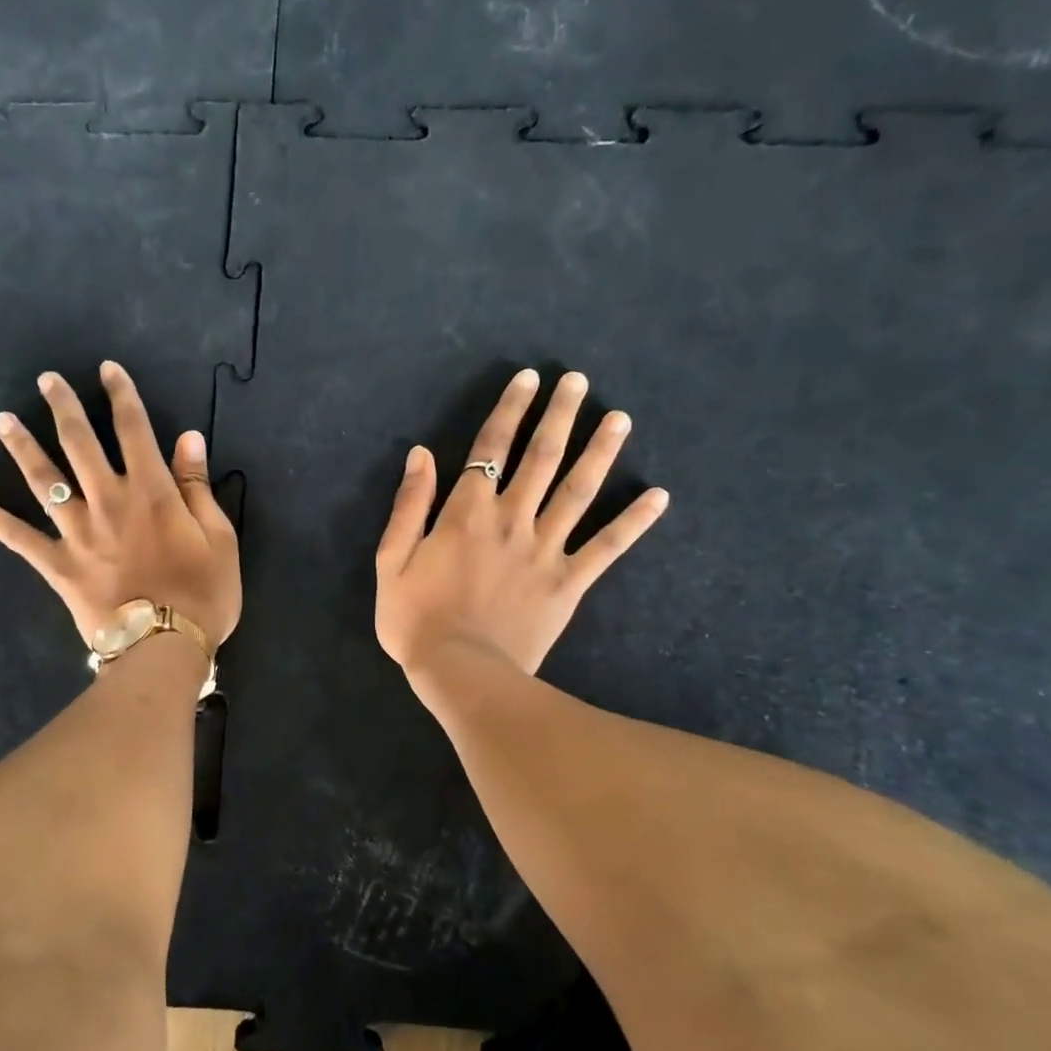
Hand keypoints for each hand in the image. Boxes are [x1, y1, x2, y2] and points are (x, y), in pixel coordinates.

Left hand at [0, 361, 240, 647]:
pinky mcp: (58, 565)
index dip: (121, 396)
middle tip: (46, 380)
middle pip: (81, 444)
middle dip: (64, 407)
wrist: (164, 648)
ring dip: (22, 448)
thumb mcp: (219, 538)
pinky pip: (19, 538)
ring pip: (45, 481)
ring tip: (2, 420)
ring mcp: (78, 533)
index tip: (107, 370)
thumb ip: (198, 487)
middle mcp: (109, 501)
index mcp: (152, 492)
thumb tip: (188, 438)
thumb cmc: (202, 594)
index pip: (134, 430)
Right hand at [375, 368, 667, 677]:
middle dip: (559, 415)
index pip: (492, 447)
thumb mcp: (392, 561)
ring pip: (578, 491)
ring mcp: (545, 550)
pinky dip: (634, 521)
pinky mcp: (569, 582)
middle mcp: (512, 519)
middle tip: (579, 381)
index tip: (530, 378)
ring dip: (600, 451)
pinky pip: (606, 547)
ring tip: (620, 418)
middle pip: (541, 457)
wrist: (461, 672)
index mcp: (467, 512)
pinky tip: (659, 496)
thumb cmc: (416, 619)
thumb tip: (421, 454)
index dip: (510, 409)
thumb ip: (409, 505)